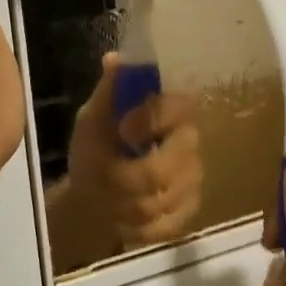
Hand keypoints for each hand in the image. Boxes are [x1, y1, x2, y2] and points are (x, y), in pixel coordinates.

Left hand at [62, 54, 203, 251]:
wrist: (92, 195)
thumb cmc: (95, 148)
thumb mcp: (93, 118)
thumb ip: (108, 92)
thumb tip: (114, 59)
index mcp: (169, 110)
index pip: (178, 108)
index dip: (150, 121)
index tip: (122, 131)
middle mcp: (189, 140)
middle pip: (170, 164)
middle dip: (128, 177)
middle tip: (106, 177)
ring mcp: (193, 177)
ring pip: (164, 199)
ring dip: (126, 203)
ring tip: (108, 198)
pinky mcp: (190, 209)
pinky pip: (167, 224)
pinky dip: (137, 226)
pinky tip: (123, 218)